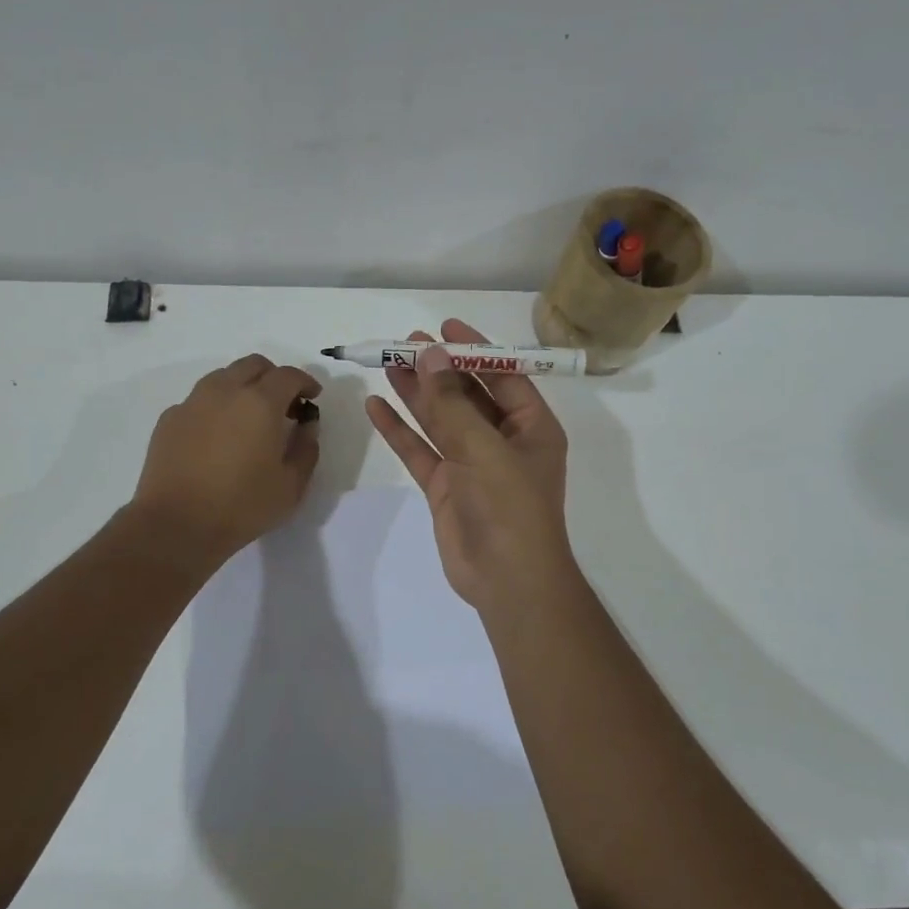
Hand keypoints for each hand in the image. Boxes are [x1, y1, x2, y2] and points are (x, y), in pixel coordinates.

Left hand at [132, 354, 321, 562]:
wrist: (175, 525)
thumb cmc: (241, 506)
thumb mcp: (291, 485)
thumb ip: (306, 448)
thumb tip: (306, 425)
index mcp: (260, 402)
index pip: (288, 375)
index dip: (305, 382)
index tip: (312, 398)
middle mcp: (224, 391)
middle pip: (253, 365)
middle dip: (274, 377)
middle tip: (283, 405)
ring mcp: (192, 402)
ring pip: (223, 377)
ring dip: (243, 387)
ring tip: (249, 417)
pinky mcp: (169, 419)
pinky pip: (199, 400)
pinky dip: (216, 407)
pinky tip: (218, 436)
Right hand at [365, 319, 574, 613]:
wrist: (506, 581)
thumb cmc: (510, 507)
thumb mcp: (483, 448)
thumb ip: (453, 403)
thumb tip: (431, 356)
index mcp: (531, 427)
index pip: (503, 376)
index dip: (474, 350)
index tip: (445, 327)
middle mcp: (502, 441)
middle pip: (467, 395)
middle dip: (439, 369)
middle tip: (406, 344)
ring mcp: (472, 464)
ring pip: (440, 420)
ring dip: (416, 393)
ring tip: (387, 364)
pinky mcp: (446, 487)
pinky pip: (420, 450)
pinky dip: (400, 430)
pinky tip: (377, 406)